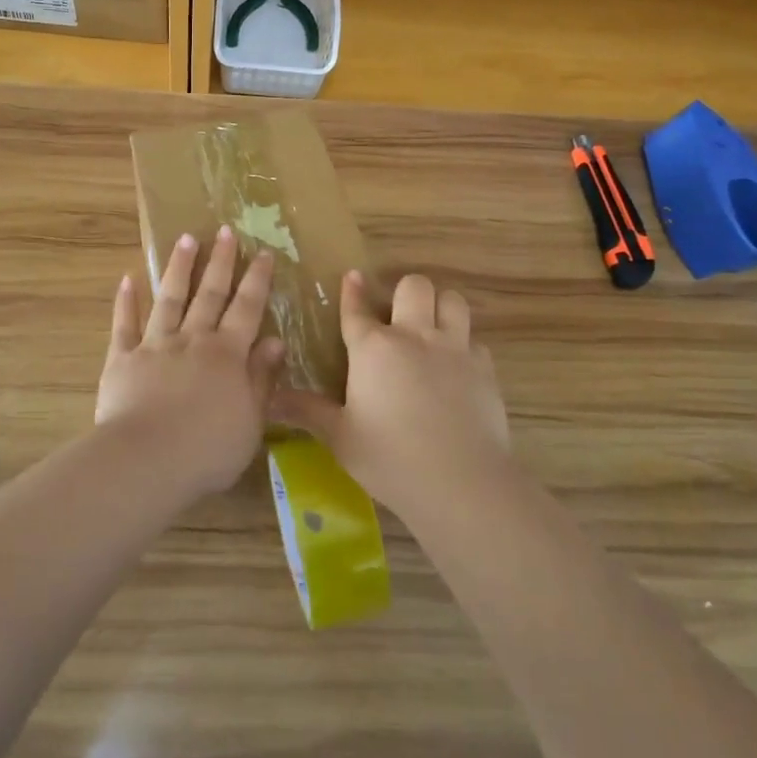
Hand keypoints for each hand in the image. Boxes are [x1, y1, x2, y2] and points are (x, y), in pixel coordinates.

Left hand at [97, 227, 283, 496]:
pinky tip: (127, 280)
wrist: (147, 460)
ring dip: (178, 268)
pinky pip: (124, 325)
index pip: (247, 308)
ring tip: (185, 238)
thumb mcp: (251, 420)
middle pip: (209, 294)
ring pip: (169, 299)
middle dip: (220, 261)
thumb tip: (276, 341)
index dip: (257, 280)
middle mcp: (192, 340)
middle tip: (226, 230)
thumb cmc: (208, 450)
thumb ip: (262, 378)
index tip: (263, 252)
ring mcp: (155, 345)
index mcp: (227, 354)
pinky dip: (126, 302)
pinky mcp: (122, 359)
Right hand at [273, 270, 508, 517]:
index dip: (353, 290)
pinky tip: (457, 369)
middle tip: (399, 316)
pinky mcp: (485, 368)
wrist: (461, 481)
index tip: (353, 276)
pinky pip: (475, 341)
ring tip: (432, 329)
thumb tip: (270, 399)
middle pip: (414, 286)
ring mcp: (454, 349)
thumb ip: (307, 411)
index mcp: (373, 348)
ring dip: (441, 308)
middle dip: (405, 292)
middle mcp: (414, 336)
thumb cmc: (390, 458)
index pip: (357, 308)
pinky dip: (465, 347)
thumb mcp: (340, 437)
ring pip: (452, 301)